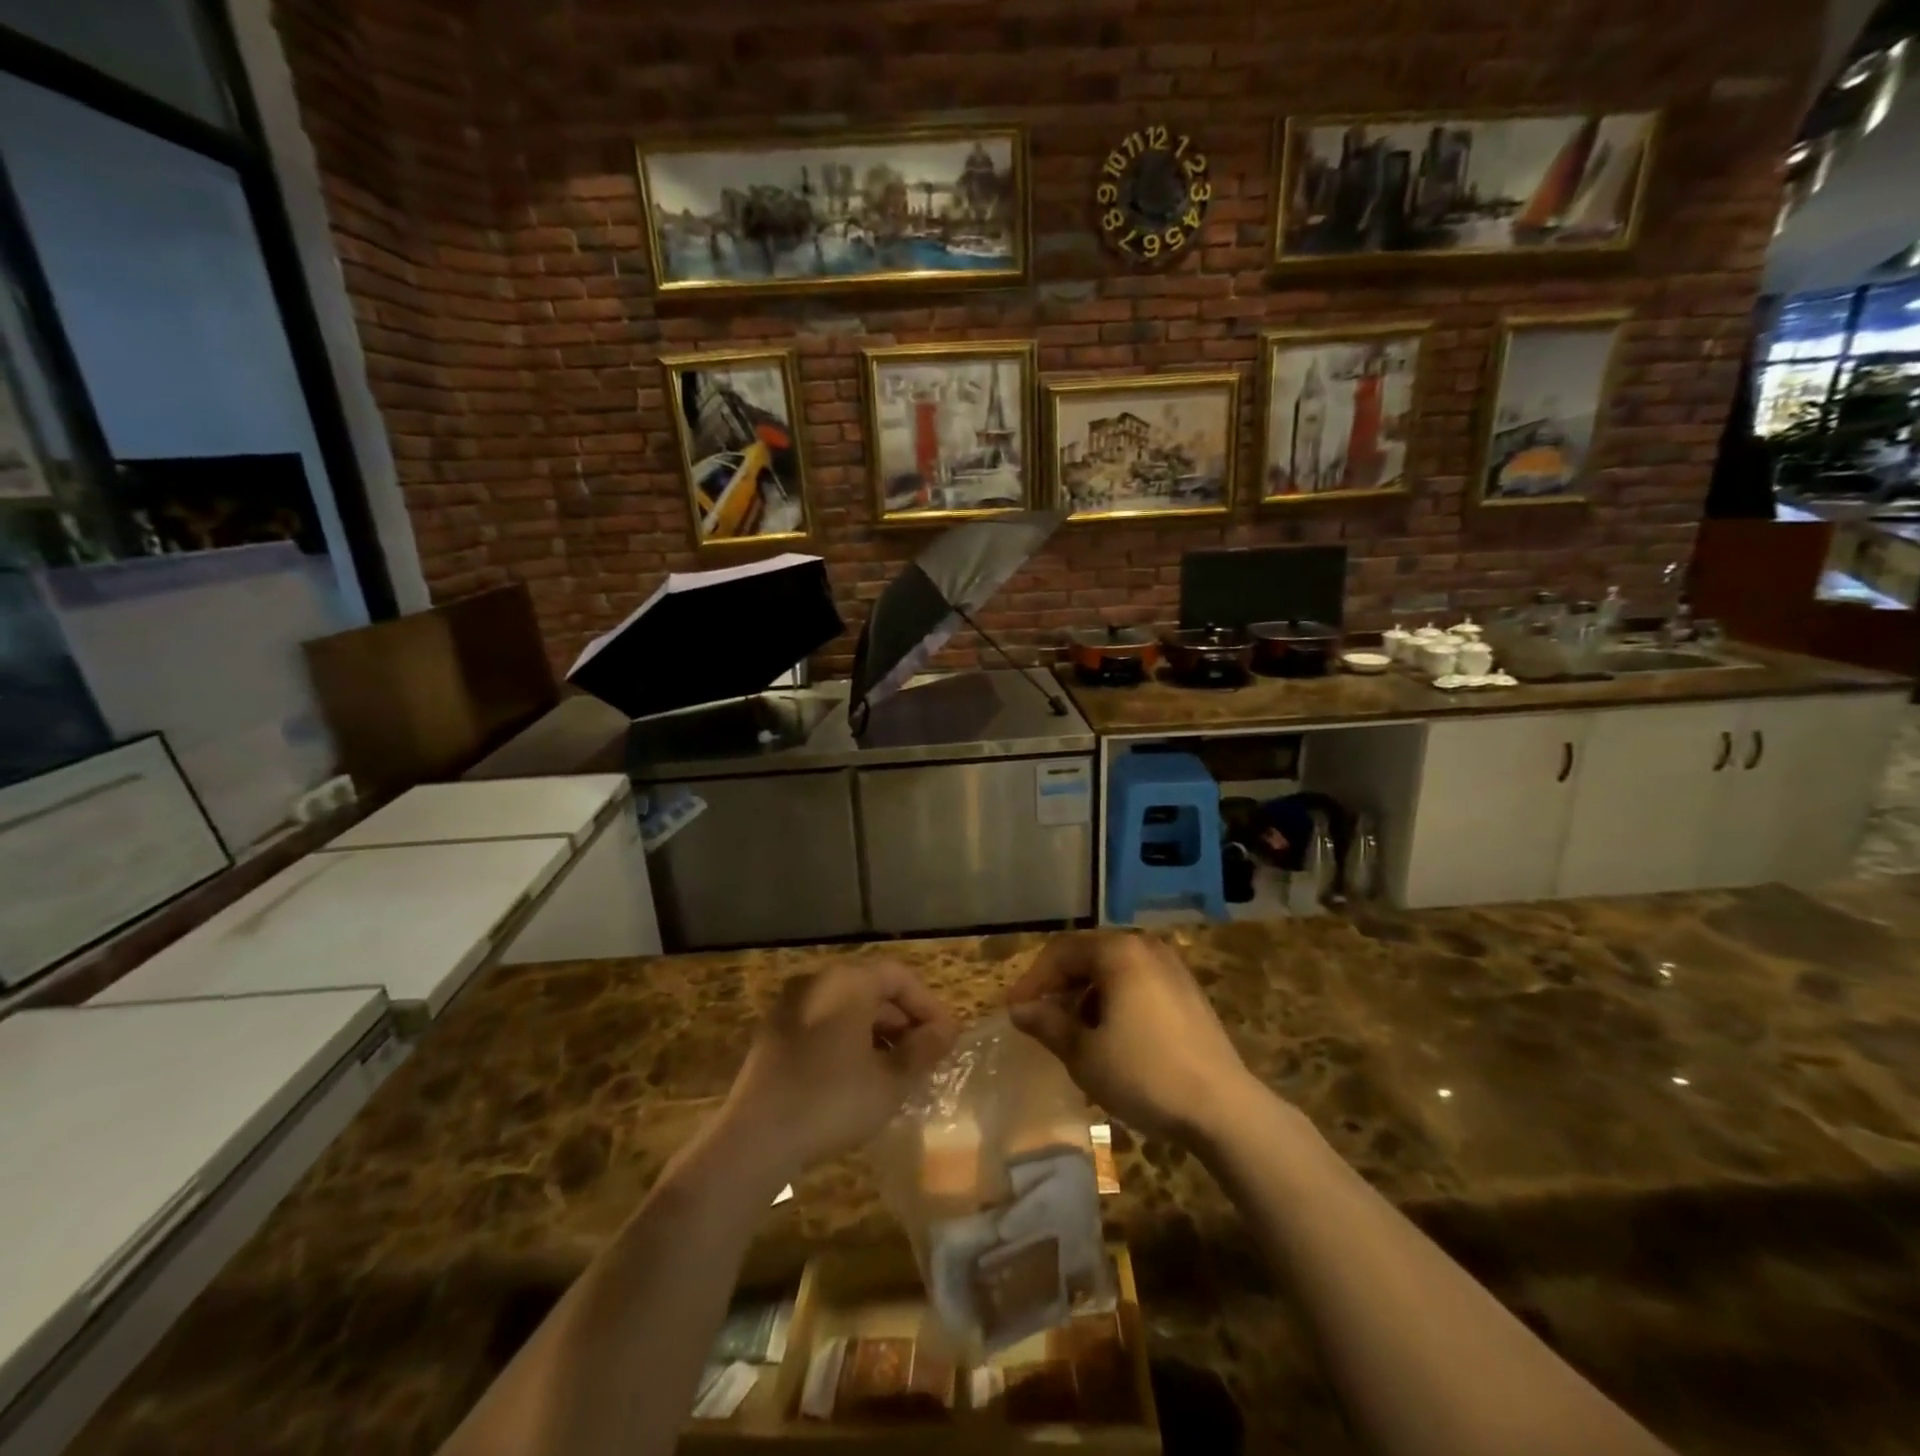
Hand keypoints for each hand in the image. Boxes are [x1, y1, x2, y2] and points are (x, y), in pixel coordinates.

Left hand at [721, 960, 957, 1181]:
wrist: (754, 1139)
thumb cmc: (832, 1101)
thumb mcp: (890, 1081)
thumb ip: (923, 1050)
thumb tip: (945, 1031)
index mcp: (847, 981)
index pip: (899, 977)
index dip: (929, 1006)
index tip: (947, 1038)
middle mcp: (818, 981)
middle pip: (872, 989)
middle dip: (903, 1021)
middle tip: (926, 1056)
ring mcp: (790, 1006)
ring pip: (847, 1009)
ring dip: (877, 1033)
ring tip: (898, 1070)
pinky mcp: (774, 1034)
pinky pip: (823, 1025)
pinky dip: (848, 1041)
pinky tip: (860, 1078)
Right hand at [1007, 932, 1256, 1141]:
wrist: (1224, 1108)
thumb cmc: (1145, 1074)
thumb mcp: (1085, 1054)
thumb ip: (1048, 1025)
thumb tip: (1020, 1010)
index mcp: (1118, 952)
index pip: (1061, 952)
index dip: (1033, 980)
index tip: (1013, 1010)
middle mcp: (1145, 948)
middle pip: (1089, 956)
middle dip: (1059, 986)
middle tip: (1038, 1017)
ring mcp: (1172, 968)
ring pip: (1114, 971)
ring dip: (1086, 995)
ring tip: (1072, 1032)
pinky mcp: (1188, 992)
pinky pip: (1138, 984)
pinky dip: (1114, 1001)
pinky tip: (1110, 1036)